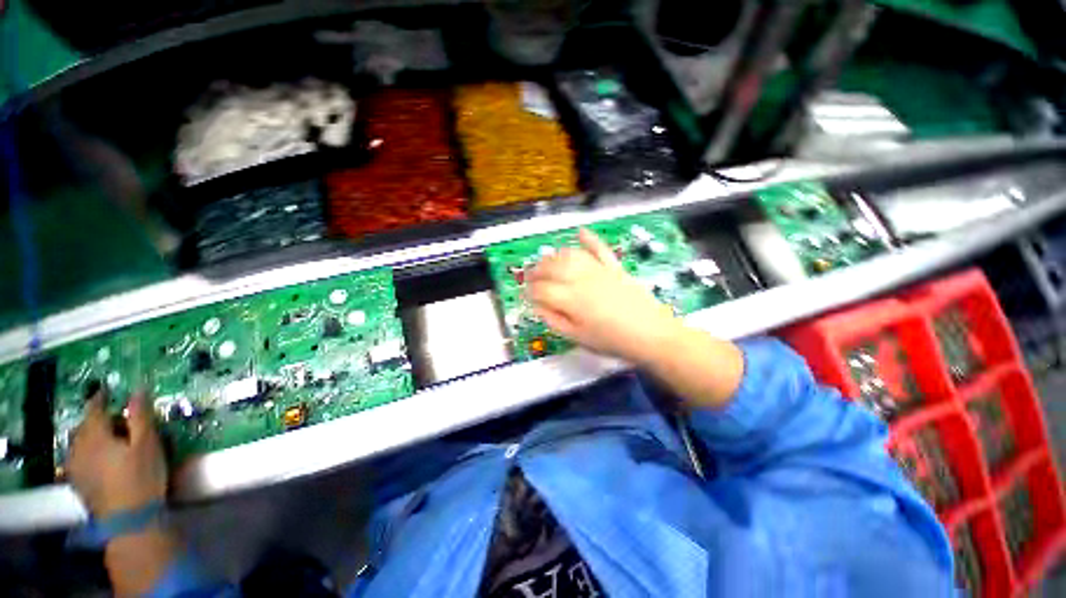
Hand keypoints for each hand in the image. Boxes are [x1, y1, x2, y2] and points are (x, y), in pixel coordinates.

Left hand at [68, 393, 167, 516]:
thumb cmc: (141, 477)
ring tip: (107, 439)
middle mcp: (79, 447)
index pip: (94, 409)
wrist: (128, 520)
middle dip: (96, 419)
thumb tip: (137, 390)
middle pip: (84, 426)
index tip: (108, 391)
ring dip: (90, 436)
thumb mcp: (148, 444)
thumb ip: (140, 416)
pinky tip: (97, 460)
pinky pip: (78, 459)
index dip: (101, 398)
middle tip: (115, 419)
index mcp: (95, 435)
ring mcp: (75, 467)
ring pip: (78, 443)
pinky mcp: (77, 482)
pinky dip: (87, 453)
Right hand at [527, 228, 683, 363]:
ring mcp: (599, 270)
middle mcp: (581, 279)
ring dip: (554, 256)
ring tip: (547, 262)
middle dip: (537, 271)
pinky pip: (599, 248)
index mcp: (570, 299)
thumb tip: (537, 306)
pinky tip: (580, 232)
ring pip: (570, 255)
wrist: (651, 335)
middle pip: (551, 267)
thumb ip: (554, 320)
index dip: (529, 291)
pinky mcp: (614, 267)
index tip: (526, 295)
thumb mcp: (578, 338)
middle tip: (531, 277)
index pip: (541, 289)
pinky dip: (589, 239)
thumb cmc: (611, 340)